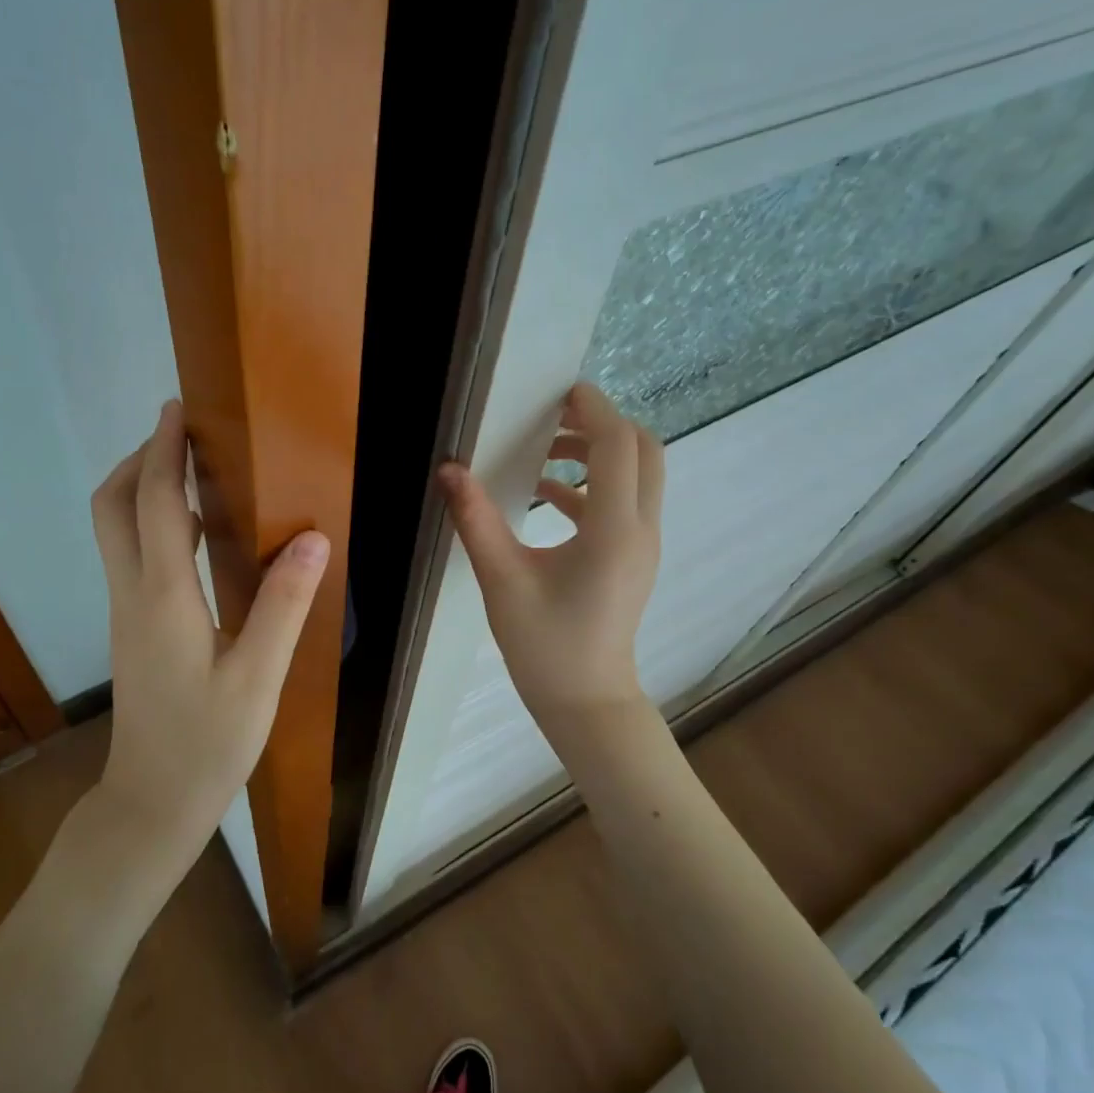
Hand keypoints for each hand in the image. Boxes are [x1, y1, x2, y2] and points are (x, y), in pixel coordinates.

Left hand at [89, 400, 329, 868]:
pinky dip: (152, 524)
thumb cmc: (208, 744)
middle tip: (183, 437)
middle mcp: (133, 594)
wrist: (152, 802)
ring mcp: (126, 612)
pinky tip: (196, 537)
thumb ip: (284, 605)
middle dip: (140, 461)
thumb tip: (311, 536)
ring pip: (115, 530)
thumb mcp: (258, 678)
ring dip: (143, 489)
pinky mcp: (132, 629)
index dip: (165, 451)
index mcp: (164, 598)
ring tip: (193, 473)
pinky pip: (130, 555)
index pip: (156, 503)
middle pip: (112, 506)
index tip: (178, 409)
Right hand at [438, 381, 663, 733]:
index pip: (617, 445)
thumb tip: (448, 470)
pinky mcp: (633, 559)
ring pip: (638, 475)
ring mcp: (643, 545)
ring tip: (542, 454)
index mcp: (614, 530)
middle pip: (644, 450)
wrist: (586, 701)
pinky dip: (592, 487)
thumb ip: (476, 519)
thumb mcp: (502, 579)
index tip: (559, 391)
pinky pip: (624, 504)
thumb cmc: (544, 645)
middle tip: (554, 417)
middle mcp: (641, 529)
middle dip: (603, 424)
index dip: (592, 409)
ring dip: (598, 453)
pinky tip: (544, 497)